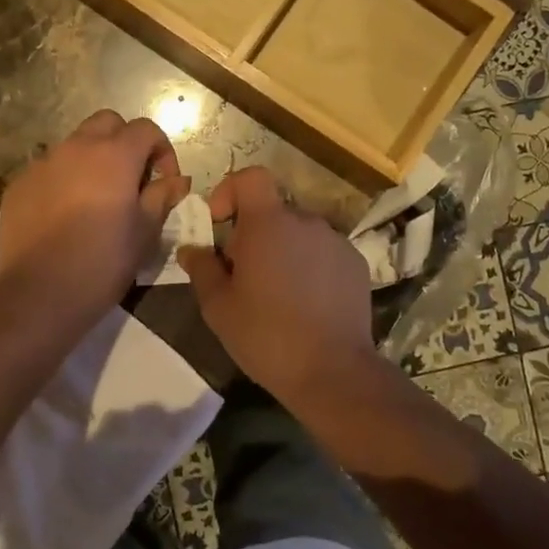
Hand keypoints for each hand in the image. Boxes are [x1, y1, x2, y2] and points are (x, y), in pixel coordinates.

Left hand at [0, 110, 189, 320]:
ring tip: (97, 198)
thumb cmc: (103, 263)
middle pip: (107, 123)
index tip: (165, 181)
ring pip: (75, 144)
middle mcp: (76, 148)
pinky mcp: (19, 185)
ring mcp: (42, 164)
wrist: (39, 293)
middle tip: (132, 179)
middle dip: (125, 142)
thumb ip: (162, 197)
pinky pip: (49, 169)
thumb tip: (176, 180)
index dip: (162, 150)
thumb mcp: (145, 232)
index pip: (146, 129)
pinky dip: (64, 180)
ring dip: (93, 160)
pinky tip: (65, 215)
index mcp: (114, 156)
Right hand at [177, 167, 374, 402]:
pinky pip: (324, 252)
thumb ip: (202, 268)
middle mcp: (306, 221)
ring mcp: (336, 241)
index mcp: (269, 224)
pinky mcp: (356, 263)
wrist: (332, 371)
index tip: (221, 224)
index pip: (251, 177)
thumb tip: (192, 249)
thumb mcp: (218, 307)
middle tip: (243, 274)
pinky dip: (310, 266)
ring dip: (284, 250)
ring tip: (277, 293)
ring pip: (299, 233)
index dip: (231, 191)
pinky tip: (306, 303)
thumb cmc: (266, 336)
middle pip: (273, 211)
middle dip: (254, 233)